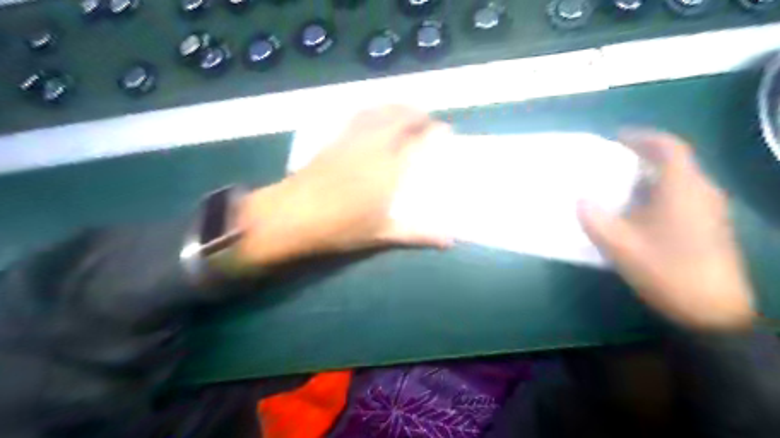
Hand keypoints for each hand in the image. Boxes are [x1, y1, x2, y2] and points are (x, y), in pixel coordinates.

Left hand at [234, 106, 451, 265]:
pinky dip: (374, 110)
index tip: (446, 130)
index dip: (435, 131)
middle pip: (400, 117)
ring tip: (406, 111)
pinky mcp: (334, 140)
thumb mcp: (382, 234)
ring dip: (397, 107)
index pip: (418, 140)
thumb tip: (449, 242)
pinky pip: (359, 115)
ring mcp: (352, 139)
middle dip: (418, 113)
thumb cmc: (340, 227)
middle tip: (428, 119)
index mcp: (389, 168)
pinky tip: (374, 115)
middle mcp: (374, 146)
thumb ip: (417, 234)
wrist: (291, 215)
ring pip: (379, 111)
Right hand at [579, 130, 749, 331]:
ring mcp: (710, 210)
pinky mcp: (709, 226)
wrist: (712, 311)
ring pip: (678, 181)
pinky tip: (637, 213)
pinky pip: (681, 197)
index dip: (643, 137)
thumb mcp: (620, 245)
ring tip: (618, 187)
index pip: (669, 147)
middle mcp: (702, 192)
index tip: (616, 137)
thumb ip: (595, 219)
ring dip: (649, 178)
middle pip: (674, 162)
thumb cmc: (666, 270)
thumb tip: (580, 199)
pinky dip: (657, 194)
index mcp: (683, 189)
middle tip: (611, 164)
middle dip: (642, 158)